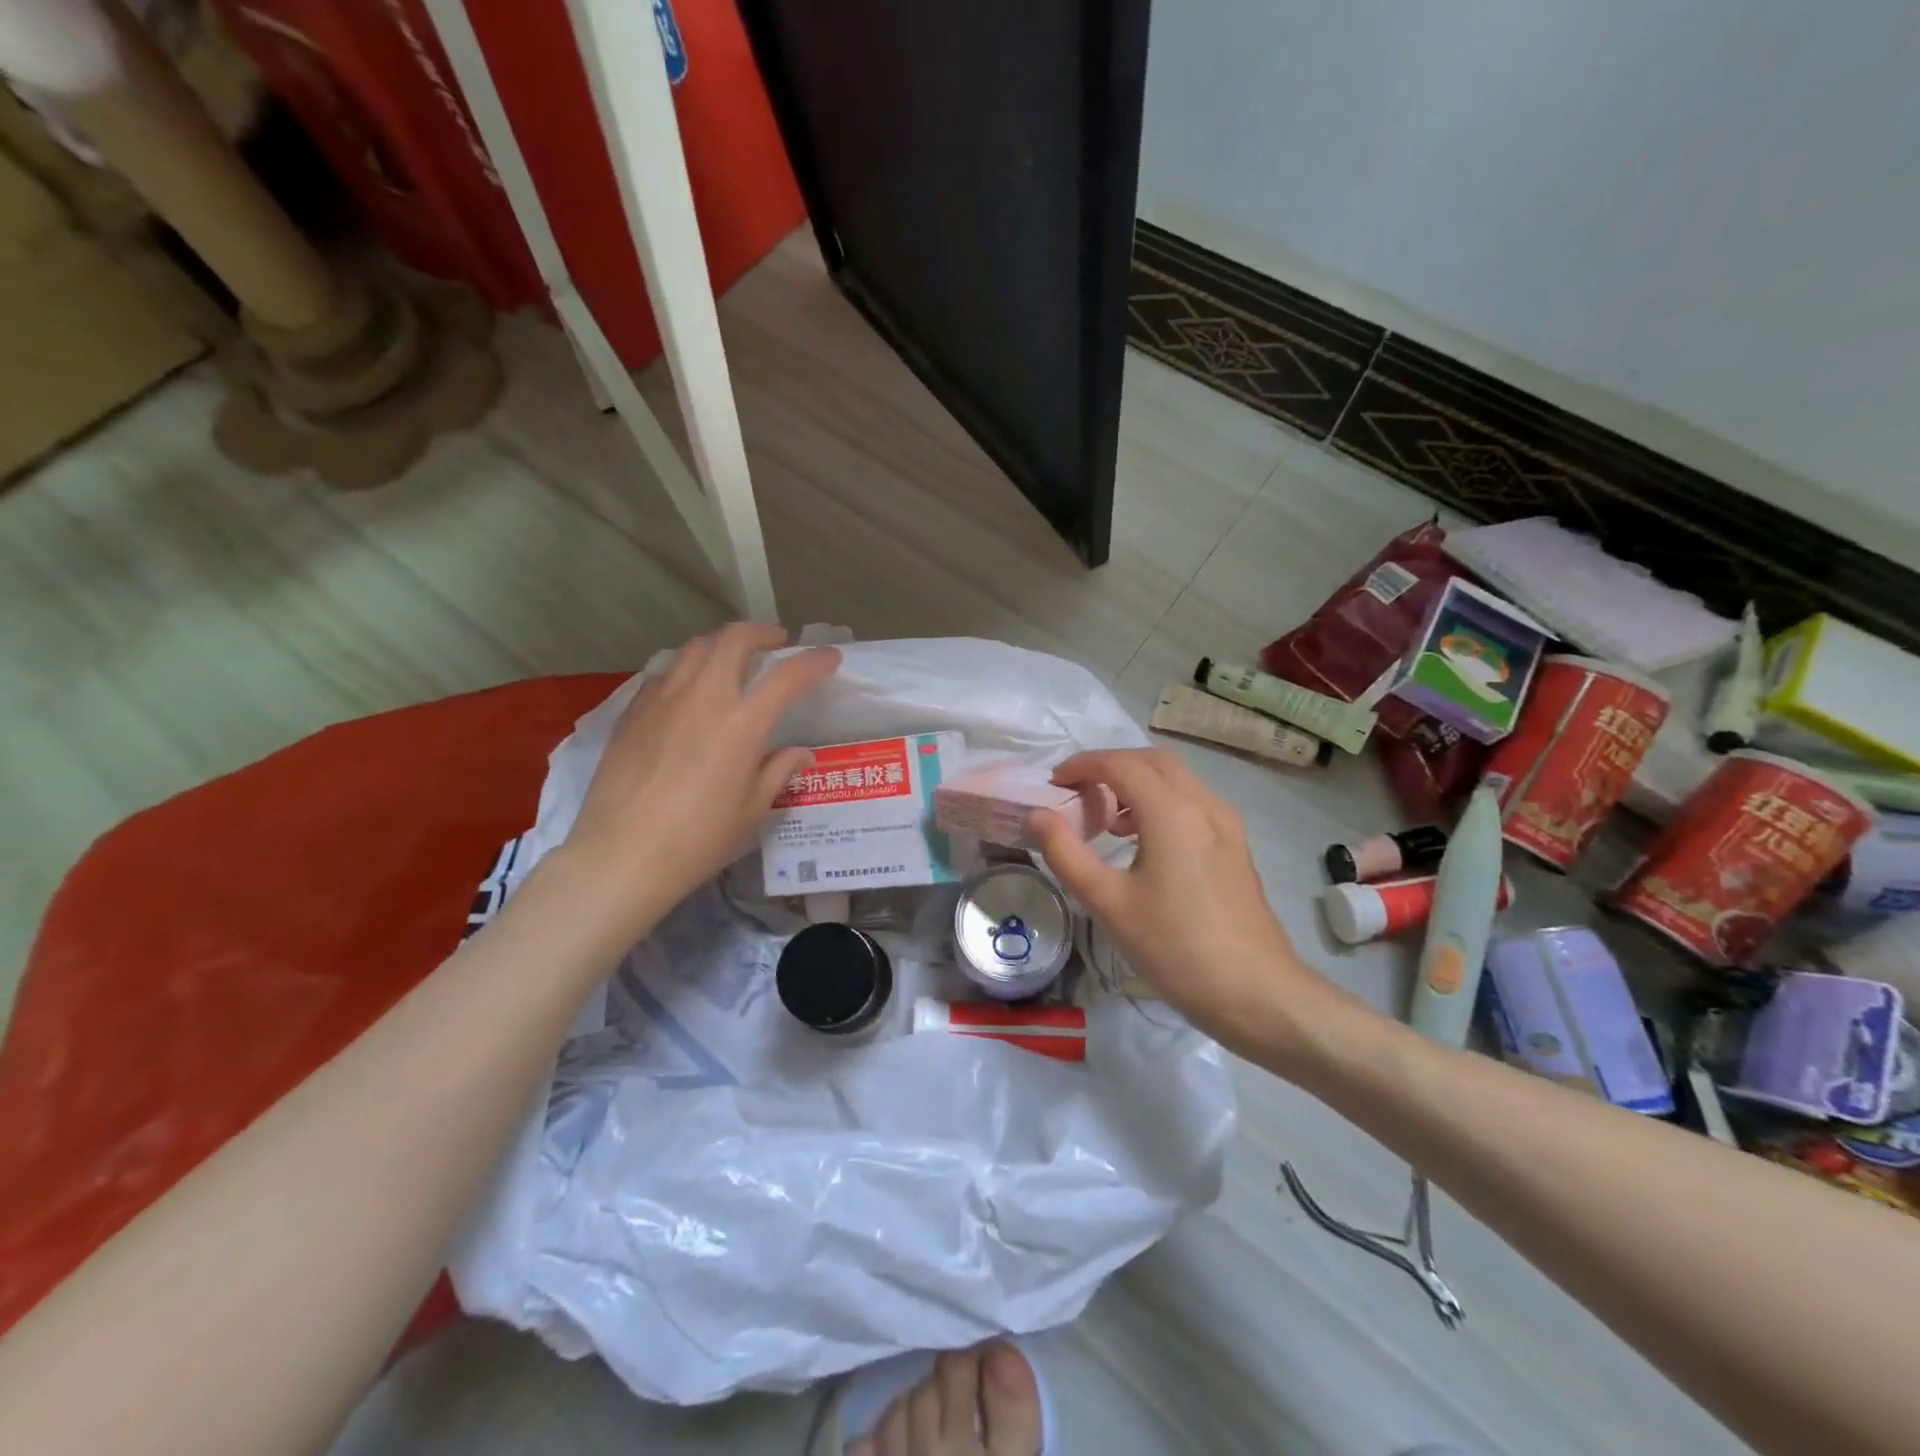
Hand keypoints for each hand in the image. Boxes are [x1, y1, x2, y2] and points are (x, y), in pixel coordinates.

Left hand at [559, 622, 839, 943]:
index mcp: (743, 724)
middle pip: (734, 640)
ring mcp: (663, 700)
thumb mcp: (751, 810)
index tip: (829, 658)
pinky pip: (667, 673)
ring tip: (734, 658)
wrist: (621, 856)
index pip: (788, 676)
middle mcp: (704, 698)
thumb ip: (778, 771)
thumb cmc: (697, 840)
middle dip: (762, 633)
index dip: (814, 661)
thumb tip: (800, 753)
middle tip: (777, 643)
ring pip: (696, 648)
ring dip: (722, 644)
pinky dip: (689, 668)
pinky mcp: (633, 711)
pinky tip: (691, 689)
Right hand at [1029, 748, 1332, 1060]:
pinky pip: (1193, 801)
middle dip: (1110, 766)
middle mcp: (1204, 804)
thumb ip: (1066, 853)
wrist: (1255, 992)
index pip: (1120, 764)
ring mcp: (1226, 823)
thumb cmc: (1175, 947)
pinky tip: (1144, 840)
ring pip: (1177, 778)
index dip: (1082, 765)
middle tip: (1077, 793)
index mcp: (1172, 812)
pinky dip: (1161, 801)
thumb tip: (1037, 815)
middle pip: (1152, 761)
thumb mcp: (1108, 902)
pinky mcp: (1236, 844)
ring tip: (1106, 819)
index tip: (1054, 783)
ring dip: (1137, 782)